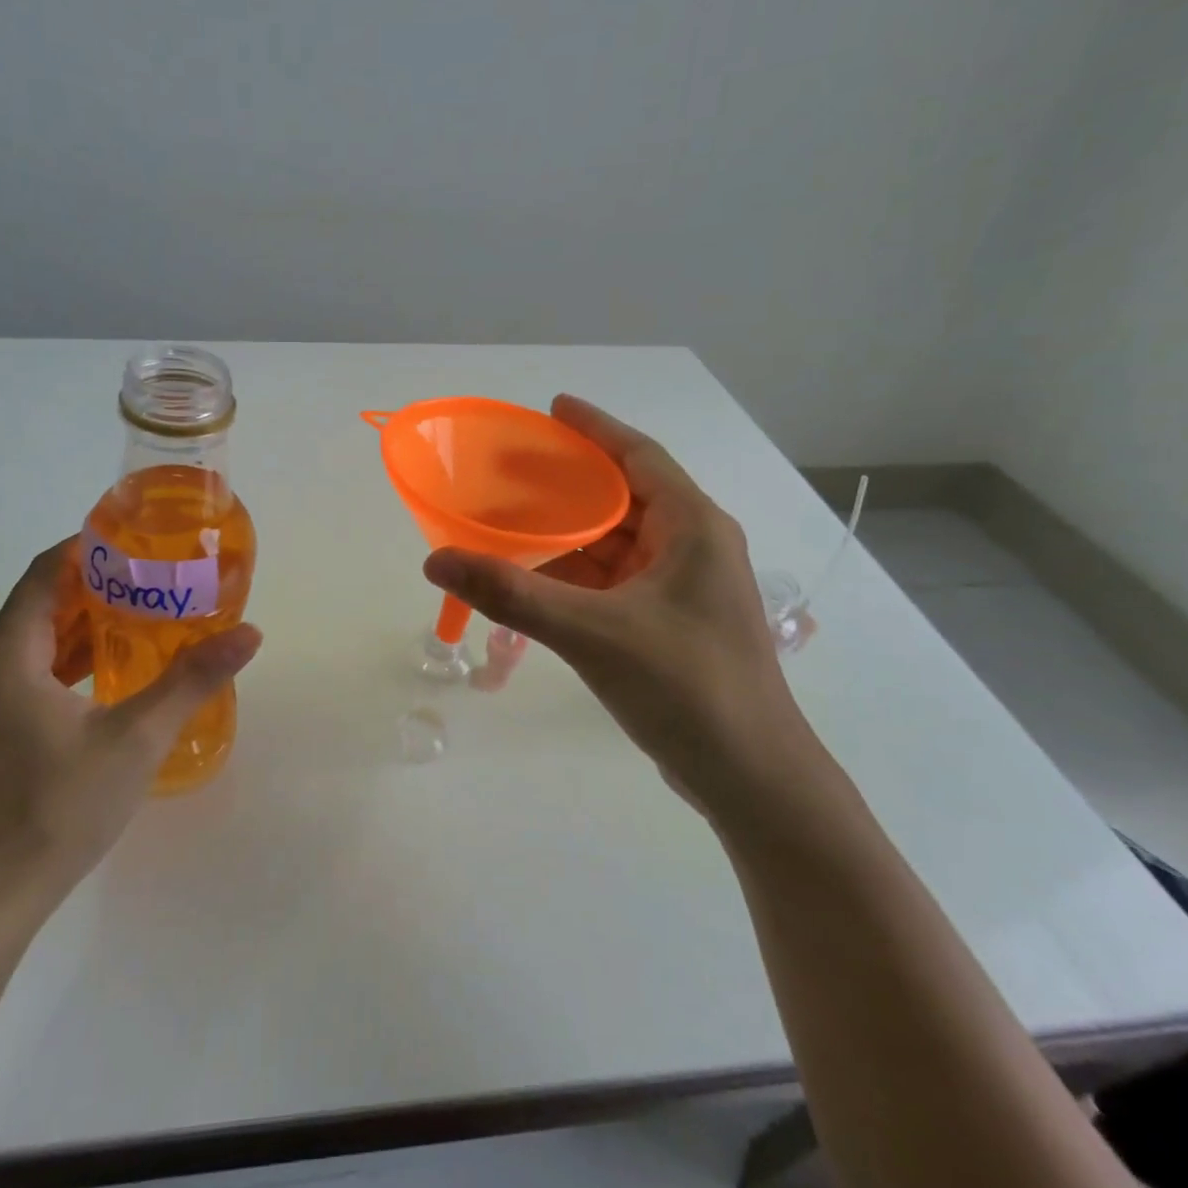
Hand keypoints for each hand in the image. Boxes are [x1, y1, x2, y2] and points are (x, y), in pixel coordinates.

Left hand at [0, 539, 261, 922]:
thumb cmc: (55, 807)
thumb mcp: (135, 738)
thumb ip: (192, 680)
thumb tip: (250, 634)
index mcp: (5, 653)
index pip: (47, 571)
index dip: (91, 547)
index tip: (142, 539)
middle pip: (43, 601)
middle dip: (99, 584)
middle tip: (159, 577)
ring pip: (37, 639)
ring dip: (88, 623)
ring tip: (148, 614)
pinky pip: (33, 671)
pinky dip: (73, 658)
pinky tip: (117, 670)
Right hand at [424, 396, 822, 819]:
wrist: (751, 779)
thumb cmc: (686, 688)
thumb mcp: (592, 633)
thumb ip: (511, 595)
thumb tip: (436, 561)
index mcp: (692, 528)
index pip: (639, 456)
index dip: (595, 428)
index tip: (552, 408)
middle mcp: (692, 547)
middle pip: (623, 497)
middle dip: (569, 482)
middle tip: (511, 469)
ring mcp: (682, 589)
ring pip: (615, 544)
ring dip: (568, 533)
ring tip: (511, 521)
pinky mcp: (669, 624)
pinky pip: (613, 581)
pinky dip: (575, 574)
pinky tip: (534, 579)